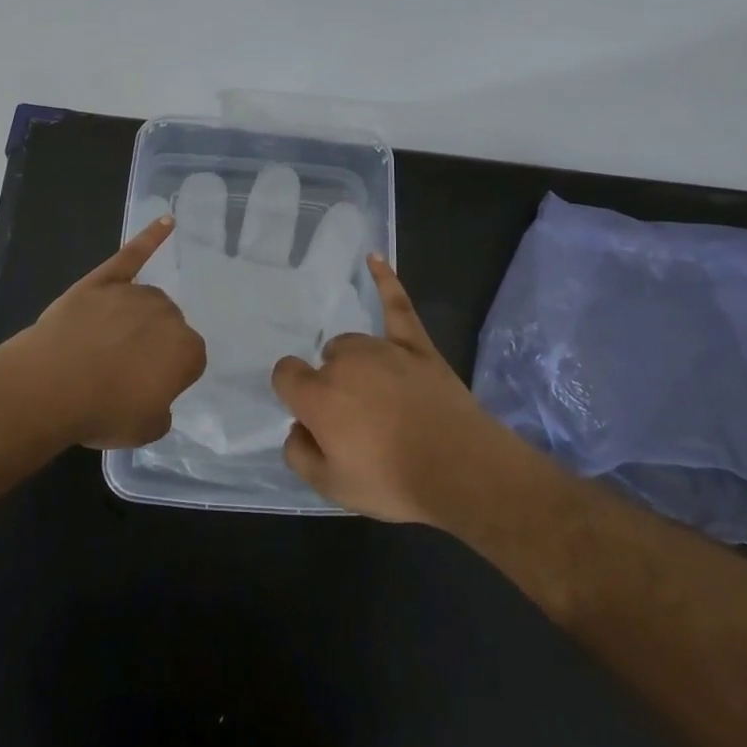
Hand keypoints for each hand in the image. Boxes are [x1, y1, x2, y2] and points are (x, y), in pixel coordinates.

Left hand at [19, 216, 206, 447]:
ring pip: (147, 301)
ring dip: (138, 318)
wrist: (49, 386)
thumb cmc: (101, 411)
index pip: (189, 360)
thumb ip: (162, 409)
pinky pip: (132, 255)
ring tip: (109, 344)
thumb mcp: (145, 429)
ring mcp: (134, 293)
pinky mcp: (104, 280)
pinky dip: (151, 238)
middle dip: (153, 344)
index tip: (145, 388)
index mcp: (186, 351)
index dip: (167, 376)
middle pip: (168, 326)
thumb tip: (156, 394)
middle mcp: (168, 314)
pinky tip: (167, 222)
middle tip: (123, 371)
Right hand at [271, 255, 512, 523]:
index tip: (311, 416)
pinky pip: (396, 304)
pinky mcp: (416, 344)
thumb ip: (299, 454)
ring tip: (378, 397)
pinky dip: (384, 280)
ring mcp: (382, 348)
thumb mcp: (331, 488)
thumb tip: (297, 428)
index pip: (286, 375)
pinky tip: (373, 258)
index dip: (294, 393)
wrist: (460, 469)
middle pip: (324, 362)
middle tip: (357, 423)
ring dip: (355, 364)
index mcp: (317, 394)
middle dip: (331, 387)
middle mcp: (343, 362)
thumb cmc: (392, 481)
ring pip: (353, 345)